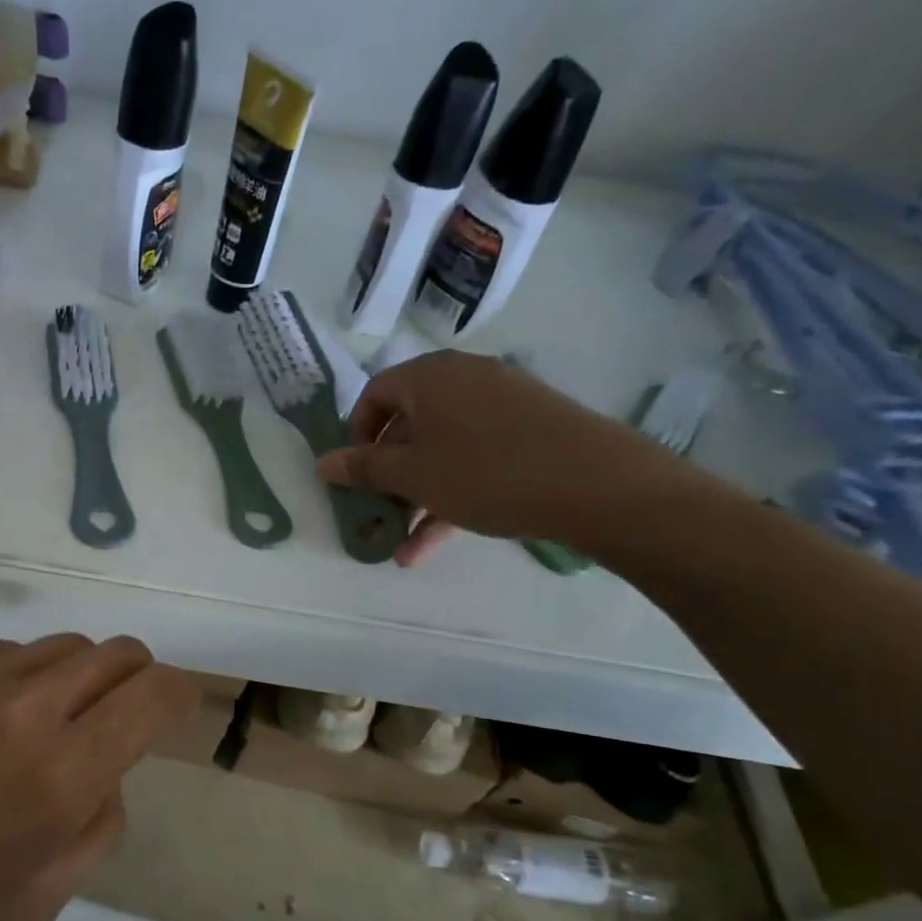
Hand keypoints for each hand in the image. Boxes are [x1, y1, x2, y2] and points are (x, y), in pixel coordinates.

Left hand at [0, 634, 195, 920]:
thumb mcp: (35, 903)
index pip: (153, 694)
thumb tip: (110, 771)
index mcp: (60, 774)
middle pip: (116, 652)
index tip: (174, 708)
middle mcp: (26, 705)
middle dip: (136, 677)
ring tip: (45, 722)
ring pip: (62, 645)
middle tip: (118, 715)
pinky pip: (5, 651)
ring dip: (76, 677)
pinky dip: (19, 676)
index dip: (178, 694)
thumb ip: (98, 828)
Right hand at [317, 351, 694, 564]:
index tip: (354, 475)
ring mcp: (502, 405)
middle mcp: (464, 380)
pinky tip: (434, 543)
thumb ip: (363, 469)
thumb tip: (322, 463)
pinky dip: (451, 494)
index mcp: (430, 376)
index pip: (375, 394)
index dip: (356, 436)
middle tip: (377, 512)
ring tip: (402, 544)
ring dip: (416, 496)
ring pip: (441, 449)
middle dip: (387, 475)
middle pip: (409, 424)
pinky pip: (474, 459)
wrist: (599, 485)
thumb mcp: (412, 475)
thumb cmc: (486, 472)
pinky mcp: (530, 432)